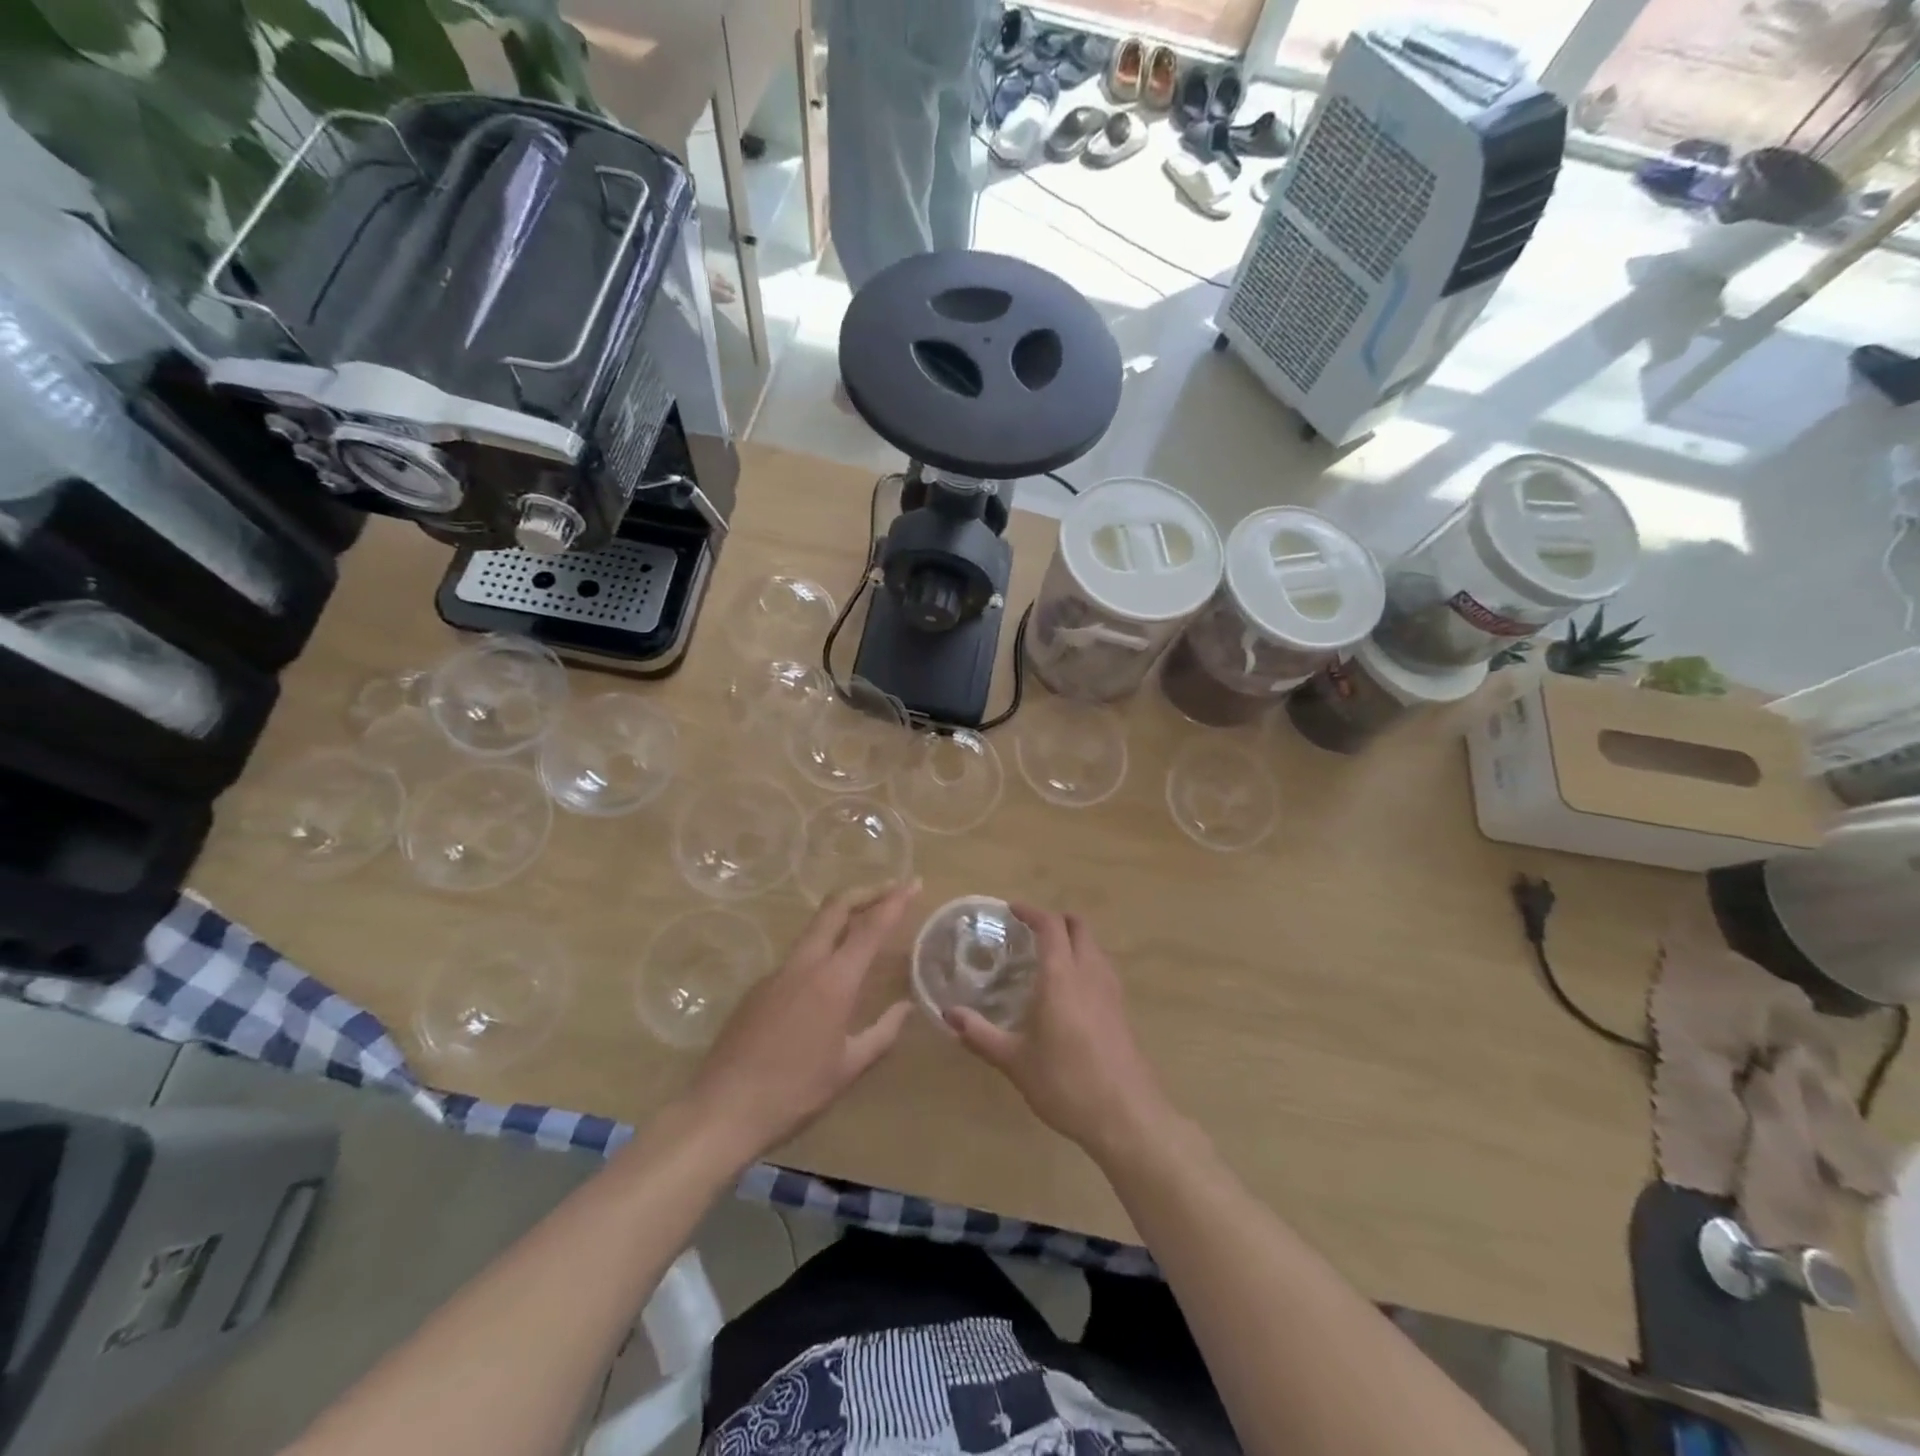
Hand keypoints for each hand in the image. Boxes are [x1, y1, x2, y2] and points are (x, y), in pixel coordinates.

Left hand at [683, 880, 918, 1163]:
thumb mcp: (848, 1067)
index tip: (914, 883)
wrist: (722, 1110)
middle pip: (835, 907)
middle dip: (866, 892)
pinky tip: (830, 975)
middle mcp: (805, 965)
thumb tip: (906, 1007)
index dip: (894, 901)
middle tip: (891, 890)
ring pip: (814, 928)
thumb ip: (882, 1033)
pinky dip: (822, 947)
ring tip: (866, 926)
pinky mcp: (758, 988)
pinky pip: (798, 956)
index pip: (870, 927)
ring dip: (843, 917)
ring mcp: (777, 973)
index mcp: (833, 981)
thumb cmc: (794, 1092)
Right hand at [946, 905, 1174, 1162]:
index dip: (1031, 912)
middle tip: (1030, 931)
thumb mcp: (1015, 1061)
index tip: (1012, 910)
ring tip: (1049, 957)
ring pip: (1094, 946)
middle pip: (1079, 927)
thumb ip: (981, 1035)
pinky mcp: (1122, 1010)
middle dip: (1056, 920)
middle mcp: (1089, 974)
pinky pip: (1103, 968)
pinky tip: (1071, 990)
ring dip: (1074, 939)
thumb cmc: (1065, 1084)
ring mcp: (1111, 991)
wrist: (1126, 1117)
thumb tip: (949, 1014)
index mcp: (1061, 977)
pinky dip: (1086, 961)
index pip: (1050, 926)